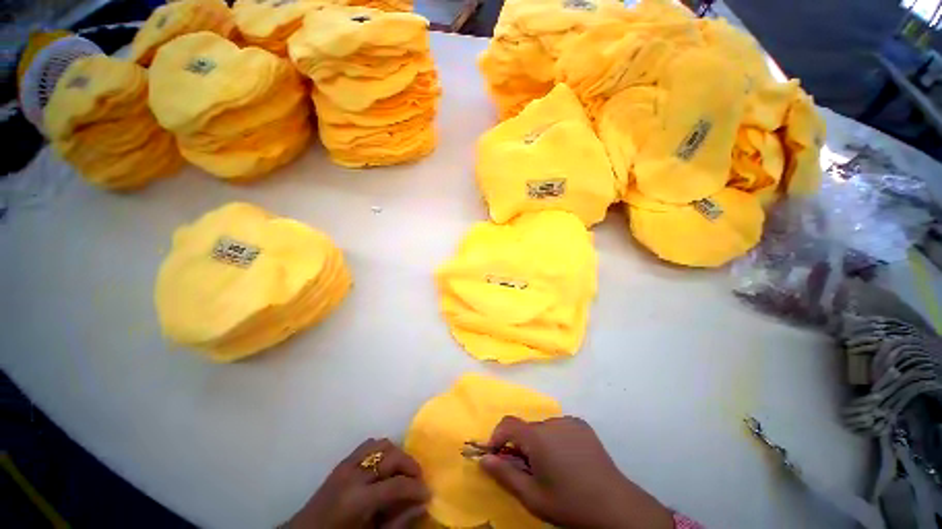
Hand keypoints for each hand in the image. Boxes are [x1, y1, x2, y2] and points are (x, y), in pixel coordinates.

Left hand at [288, 438, 429, 528]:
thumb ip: (397, 523)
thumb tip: (422, 504)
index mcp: (357, 500)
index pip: (396, 484)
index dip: (416, 487)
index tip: (428, 492)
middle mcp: (353, 474)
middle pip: (391, 456)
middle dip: (410, 466)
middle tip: (417, 481)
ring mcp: (346, 464)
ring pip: (382, 444)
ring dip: (397, 455)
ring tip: (402, 472)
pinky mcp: (343, 461)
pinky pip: (369, 445)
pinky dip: (382, 451)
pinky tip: (384, 467)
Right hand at [479, 416, 673, 528]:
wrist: (615, 506)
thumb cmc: (569, 504)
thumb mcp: (532, 497)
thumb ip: (504, 475)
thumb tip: (483, 459)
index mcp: (537, 436)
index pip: (507, 424)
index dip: (497, 437)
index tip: (495, 456)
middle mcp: (551, 422)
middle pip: (526, 429)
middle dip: (520, 446)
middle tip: (528, 471)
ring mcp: (569, 422)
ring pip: (542, 429)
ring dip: (538, 443)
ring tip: (551, 468)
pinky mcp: (582, 425)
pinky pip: (559, 428)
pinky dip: (554, 439)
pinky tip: (567, 460)